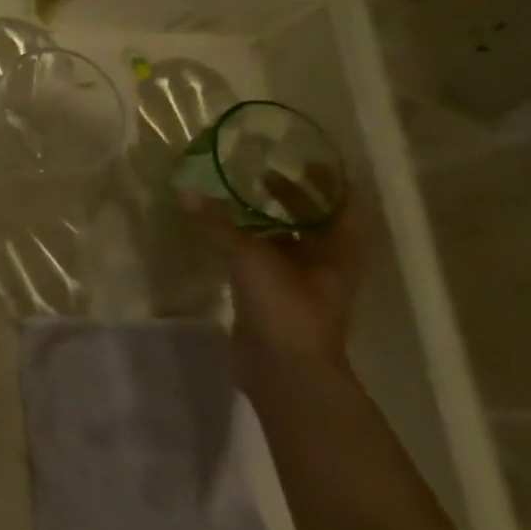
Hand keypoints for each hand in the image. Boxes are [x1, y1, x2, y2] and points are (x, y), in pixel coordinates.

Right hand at [183, 172, 362, 390]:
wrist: (285, 371)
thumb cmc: (286, 309)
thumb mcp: (251, 259)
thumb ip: (218, 225)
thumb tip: (185, 192)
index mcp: (338, 252)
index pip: (344, 207)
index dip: (331, 182)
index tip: (308, 158)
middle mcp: (325, 264)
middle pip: (316, 222)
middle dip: (294, 198)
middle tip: (264, 174)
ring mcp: (300, 283)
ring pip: (288, 241)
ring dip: (268, 220)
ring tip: (238, 199)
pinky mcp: (274, 297)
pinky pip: (264, 260)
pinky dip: (248, 243)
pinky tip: (224, 235)